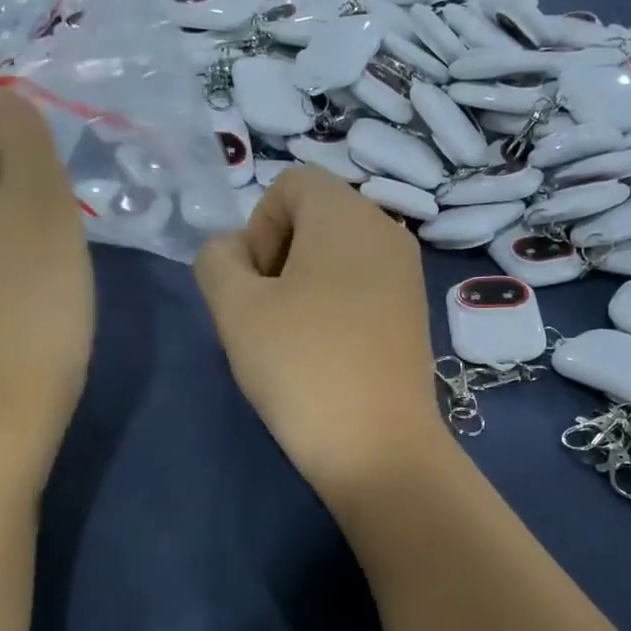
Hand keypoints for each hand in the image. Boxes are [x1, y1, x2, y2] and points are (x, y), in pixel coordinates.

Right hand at [195, 167, 450, 503]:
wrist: (379, 447)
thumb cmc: (302, 366)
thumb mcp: (235, 308)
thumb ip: (216, 260)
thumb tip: (234, 252)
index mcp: (347, 214)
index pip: (290, 184)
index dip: (259, 228)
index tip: (256, 285)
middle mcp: (386, 230)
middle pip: (315, 216)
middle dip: (278, 256)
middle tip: (268, 315)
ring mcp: (407, 274)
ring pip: (337, 254)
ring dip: (303, 284)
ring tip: (294, 339)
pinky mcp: (414, 313)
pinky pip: (362, 285)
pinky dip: (335, 304)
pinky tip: (327, 352)